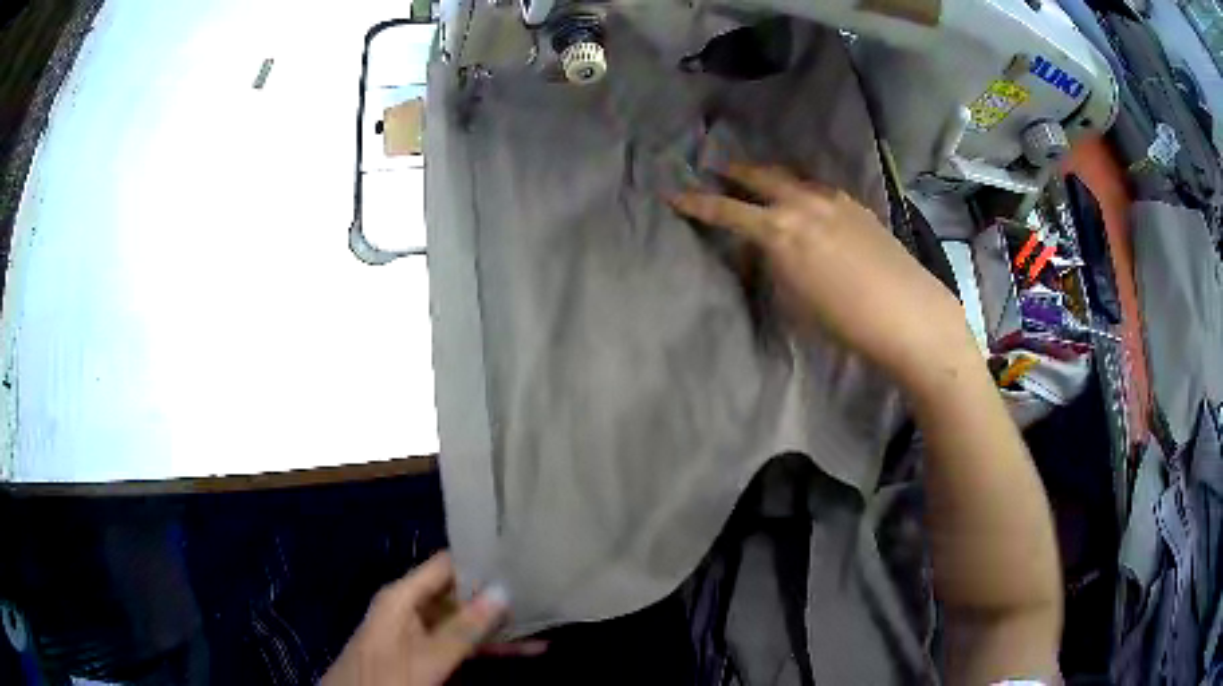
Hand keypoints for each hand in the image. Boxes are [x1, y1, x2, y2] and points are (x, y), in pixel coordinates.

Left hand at [321, 552, 541, 685]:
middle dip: (498, 596)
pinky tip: (524, 650)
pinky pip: (462, 644)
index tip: (519, 557)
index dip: (480, 559)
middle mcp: (412, 608)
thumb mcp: (427, 657)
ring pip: (466, 622)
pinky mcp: (427, 653)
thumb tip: (503, 591)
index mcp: (403, 596)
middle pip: (460, 593)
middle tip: (541, 591)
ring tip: (542, 621)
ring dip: (500, 626)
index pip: (446, 565)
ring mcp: (420, 632)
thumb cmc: (386, 676)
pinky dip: (490, 648)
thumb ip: (463, 629)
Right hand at [670, 163, 975, 392]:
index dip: (695, 202)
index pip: (726, 210)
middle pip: (759, 176)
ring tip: (759, 179)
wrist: (908, 314)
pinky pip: (818, 188)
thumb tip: (765, 250)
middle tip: (717, 169)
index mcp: (778, 231)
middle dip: (734, 172)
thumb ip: (773, 266)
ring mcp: (833, 200)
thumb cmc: (845, 321)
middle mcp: (802, 204)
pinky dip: (802, 189)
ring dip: (770, 176)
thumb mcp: (794, 300)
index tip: (673, 194)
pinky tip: (806, 199)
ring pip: (791, 177)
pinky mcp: (856, 205)